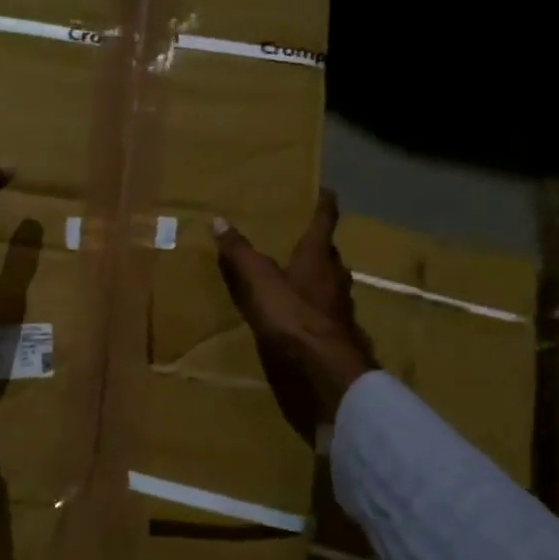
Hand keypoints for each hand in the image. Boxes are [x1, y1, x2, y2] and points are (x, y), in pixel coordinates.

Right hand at [213, 191, 375, 442]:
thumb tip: (218, 220)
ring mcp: (340, 307)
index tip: (327, 191)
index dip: (324, 205)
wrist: (324, 369)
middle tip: (303, 239)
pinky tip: (302, 316)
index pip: (325, 221)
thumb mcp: (258, 281)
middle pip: (329, 254)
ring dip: (318, 277)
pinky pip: (325, 311)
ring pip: (330, 283)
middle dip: (318, 246)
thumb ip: (240, 253)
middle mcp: (335, 277)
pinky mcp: (337, 333)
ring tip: (299, 276)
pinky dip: (314, 307)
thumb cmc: (293, 316)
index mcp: (318, 257)